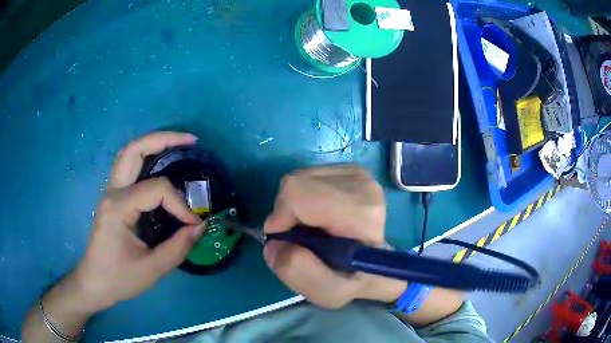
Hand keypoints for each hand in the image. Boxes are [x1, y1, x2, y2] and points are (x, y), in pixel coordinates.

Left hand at [74, 132, 205, 312]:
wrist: (94, 282)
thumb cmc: (120, 278)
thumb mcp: (152, 269)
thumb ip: (178, 247)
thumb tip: (201, 225)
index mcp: (119, 207)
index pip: (156, 190)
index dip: (180, 205)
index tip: (193, 225)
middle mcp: (112, 191)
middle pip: (134, 150)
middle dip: (164, 139)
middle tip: (190, 141)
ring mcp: (110, 191)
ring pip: (129, 153)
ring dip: (154, 143)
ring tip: (178, 144)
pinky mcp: (113, 197)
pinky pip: (129, 168)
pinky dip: (147, 158)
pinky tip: (161, 162)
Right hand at [263, 165, 406, 308]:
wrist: (377, 264)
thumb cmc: (354, 280)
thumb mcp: (328, 292)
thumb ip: (298, 272)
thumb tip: (274, 242)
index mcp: (361, 213)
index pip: (298, 194)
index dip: (281, 217)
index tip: (285, 241)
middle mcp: (362, 185)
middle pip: (296, 183)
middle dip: (286, 213)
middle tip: (299, 237)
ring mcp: (358, 174)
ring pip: (299, 178)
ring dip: (294, 206)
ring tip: (312, 228)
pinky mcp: (350, 170)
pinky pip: (308, 176)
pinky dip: (304, 198)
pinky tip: (319, 215)